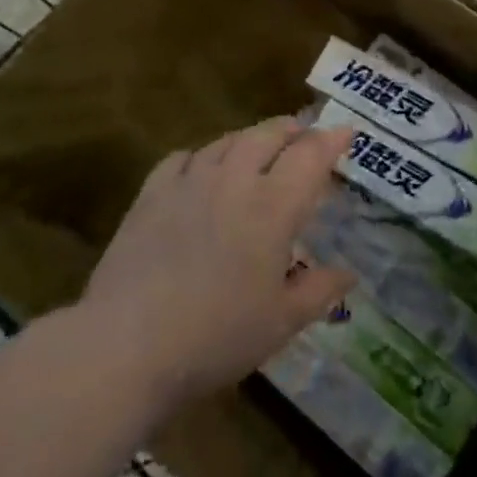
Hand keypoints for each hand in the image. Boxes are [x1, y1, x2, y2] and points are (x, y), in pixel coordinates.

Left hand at [82, 117, 356, 410]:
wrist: (126, 346)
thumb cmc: (217, 336)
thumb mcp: (282, 322)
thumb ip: (320, 290)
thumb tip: (349, 274)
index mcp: (274, 206)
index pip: (311, 155)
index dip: (332, 140)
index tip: (346, 132)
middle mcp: (234, 181)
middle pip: (269, 134)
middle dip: (294, 130)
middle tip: (305, 137)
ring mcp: (189, 183)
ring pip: (228, 140)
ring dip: (252, 138)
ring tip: (260, 149)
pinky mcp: (150, 195)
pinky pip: (183, 157)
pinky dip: (203, 155)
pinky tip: (202, 169)